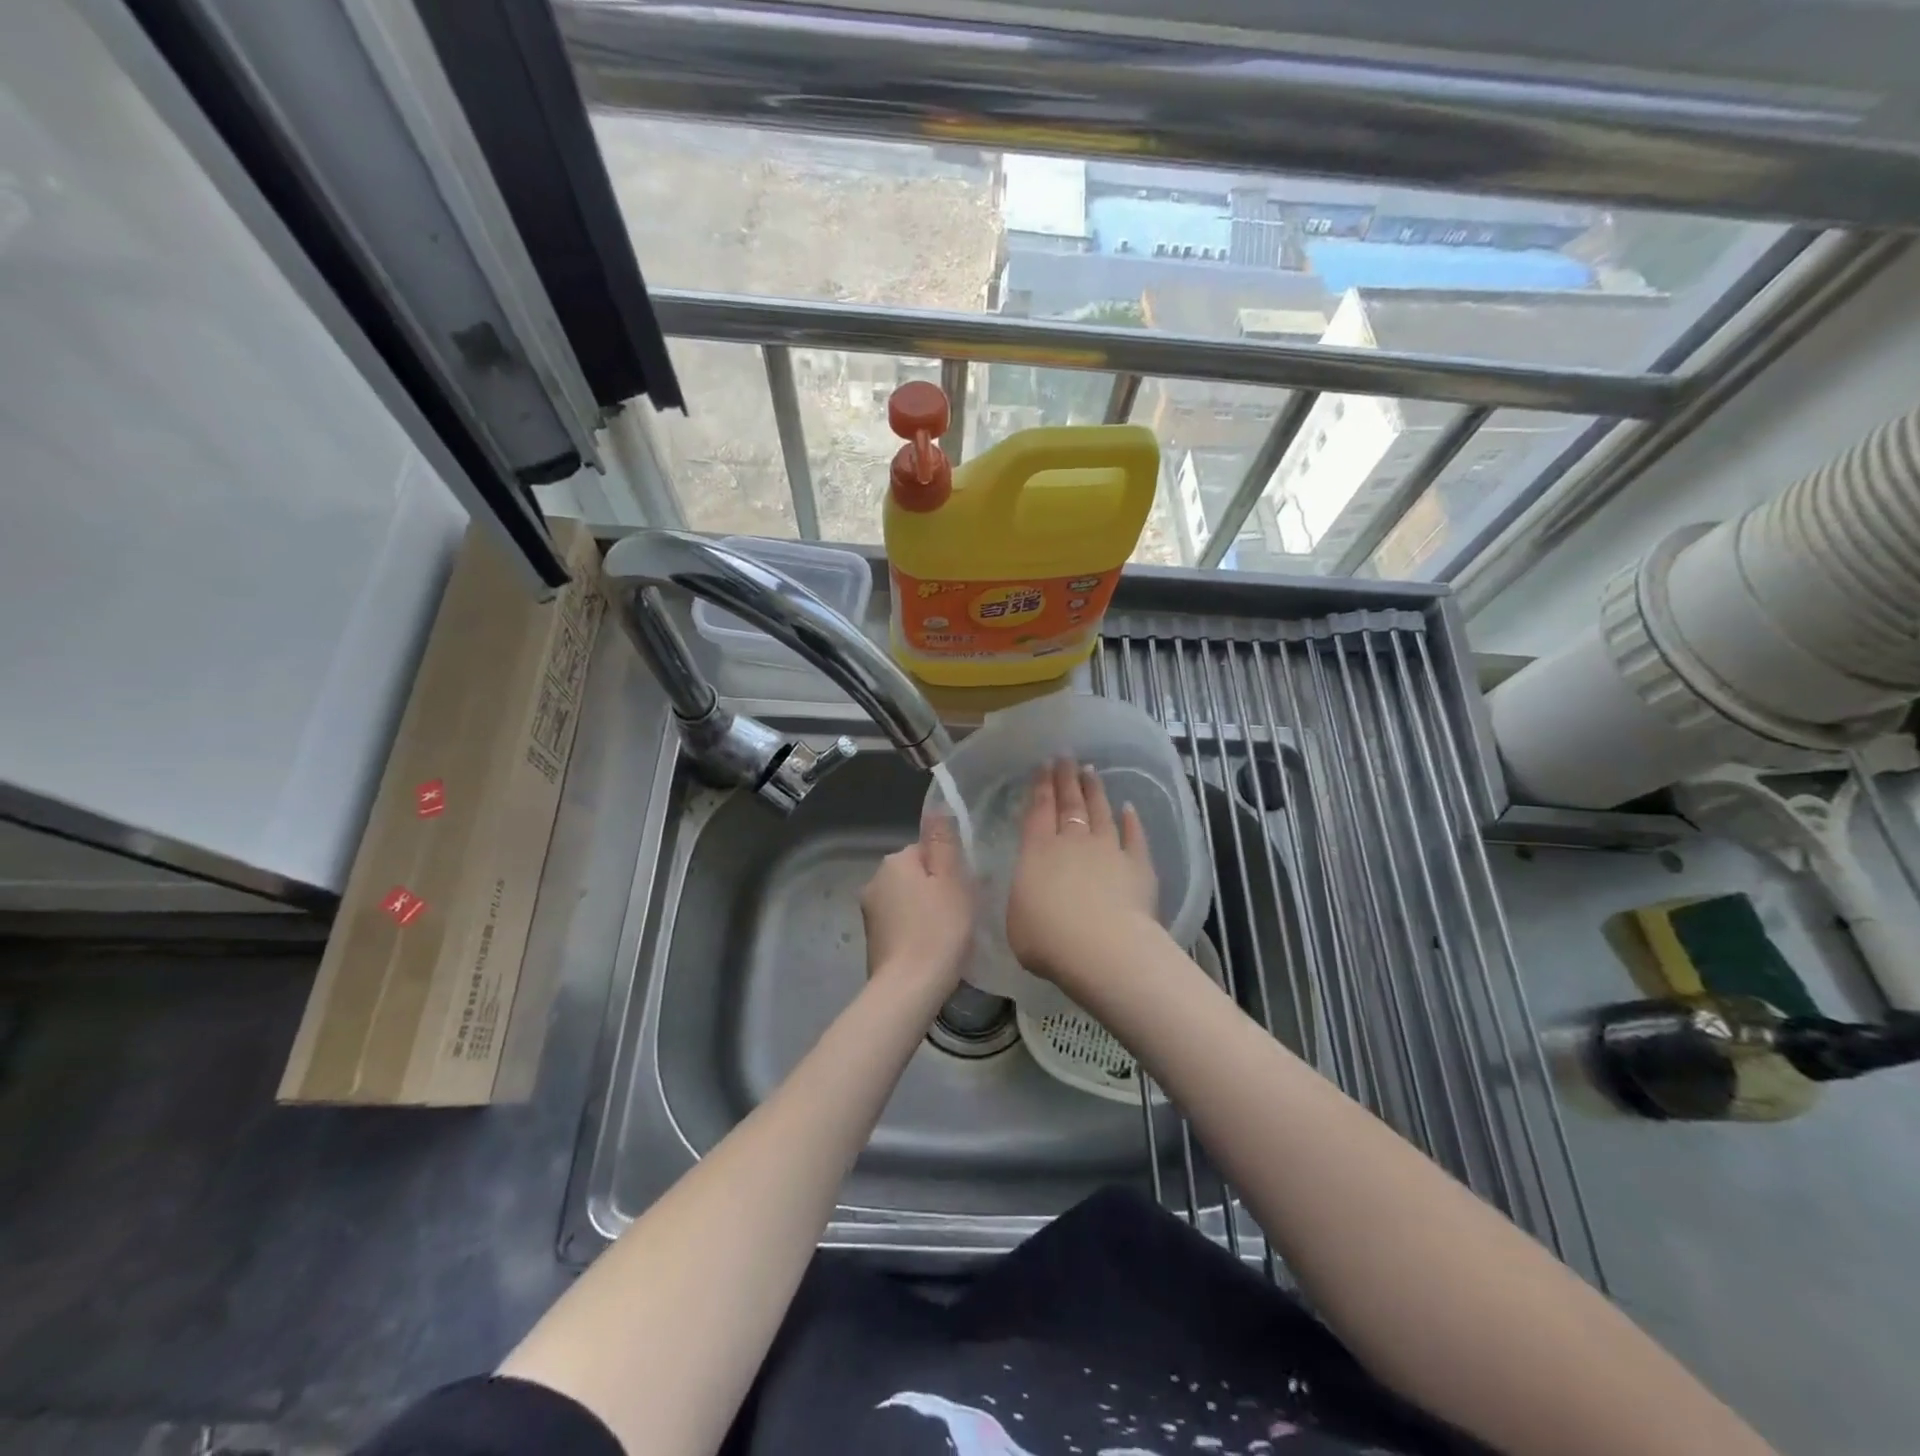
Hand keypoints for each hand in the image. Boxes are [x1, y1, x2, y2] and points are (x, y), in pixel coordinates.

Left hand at [859, 811, 972, 997]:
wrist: (909, 989)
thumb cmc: (939, 930)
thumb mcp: (951, 880)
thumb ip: (943, 843)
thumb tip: (937, 807)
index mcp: (894, 861)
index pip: (927, 850)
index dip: (949, 868)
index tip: (965, 890)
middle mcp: (874, 881)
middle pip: (916, 874)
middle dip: (936, 888)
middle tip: (960, 913)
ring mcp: (870, 912)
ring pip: (908, 899)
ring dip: (926, 910)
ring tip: (948, 934)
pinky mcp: (872, 939)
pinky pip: (901, 923)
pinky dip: (916, 930)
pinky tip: (931, 947)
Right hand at [1006, 758, 1158, 986]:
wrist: (1102, 949)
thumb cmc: (1048, 938)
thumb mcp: (1016, 918)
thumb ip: (1024, 896)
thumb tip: (1030, 889)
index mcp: (1037, 851)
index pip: (1038, 810)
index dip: (1040, 786)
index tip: (1043, 765)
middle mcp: (1073, 842)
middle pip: (1069, 803)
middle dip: (1066, 778)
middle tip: (1066, 757)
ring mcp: (1108, 850)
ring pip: (1101, 812)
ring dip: (1095, 791)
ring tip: (1091, 772)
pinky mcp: (1138, 866)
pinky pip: (1135, 837)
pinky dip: (1132, 822)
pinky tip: (1129, 808)